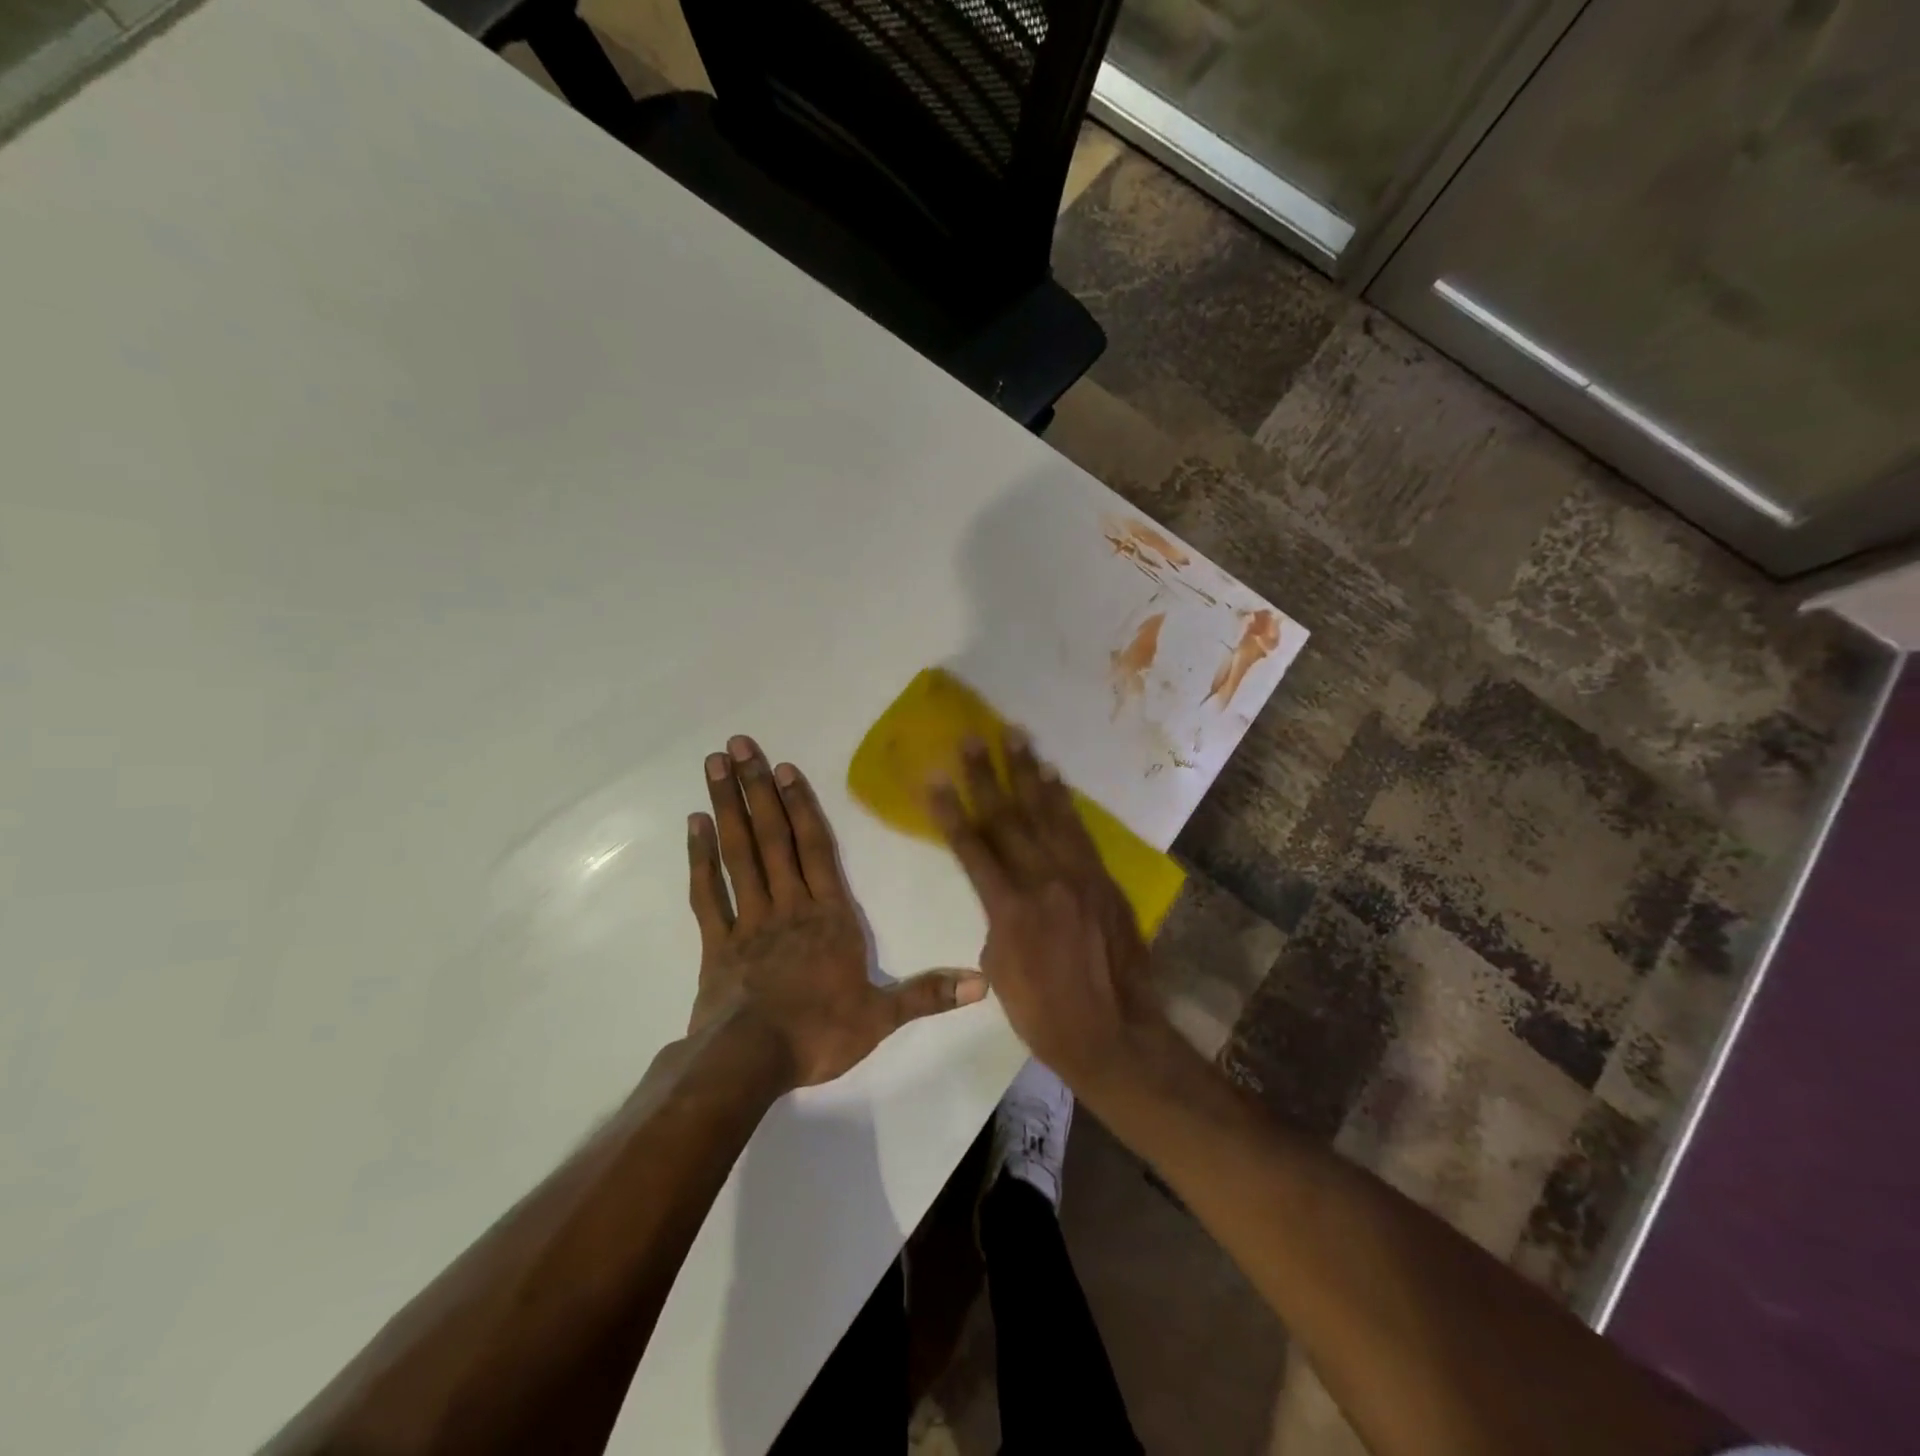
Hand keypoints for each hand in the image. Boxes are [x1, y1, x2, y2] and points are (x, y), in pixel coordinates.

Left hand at [687, 735, 986, 1087]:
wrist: (751, 1062)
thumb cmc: (819, 1033)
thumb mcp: (882, 1016)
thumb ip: (928, 993)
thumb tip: (983, 984)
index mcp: (829, 915)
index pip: (816, 849)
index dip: (802, 806)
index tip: (786, 768)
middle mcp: (789, 905)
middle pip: (773, 837)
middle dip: (757, 789)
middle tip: (737, 746)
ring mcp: (749, 920)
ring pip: (739, 853)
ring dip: (728, 807)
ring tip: (714, 766)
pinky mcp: (717, 941)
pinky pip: (708, 892)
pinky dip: (700, 858)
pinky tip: (694, 824)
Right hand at [927, 729, 1168, 1092]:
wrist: (1114, 1034)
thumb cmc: (1045, 1015)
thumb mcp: (1001, 972)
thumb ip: (997, 922)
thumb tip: (1004, 895)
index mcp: (1009, 909)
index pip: (972, 848)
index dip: (950, 811)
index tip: (934, 778)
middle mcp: (1044, 882)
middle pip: (1008, 819)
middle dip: (986, 775)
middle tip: (971, 737)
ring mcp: (1079, 876)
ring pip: (1048, 814)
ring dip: (1029, 772)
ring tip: (1016, 736)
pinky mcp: (1104, 880)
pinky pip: (1080, 831)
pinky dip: (1065, 801)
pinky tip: (1054, 778)